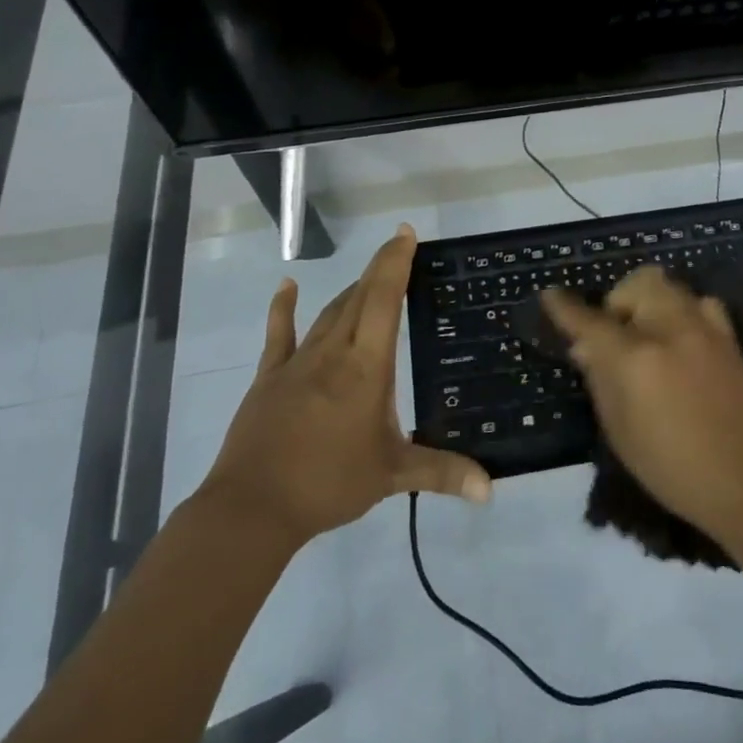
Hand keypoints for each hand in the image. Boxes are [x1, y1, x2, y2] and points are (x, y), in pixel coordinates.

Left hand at [196, 225, 491, 548]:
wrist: (252, 508)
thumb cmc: (328, 484)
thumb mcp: (392, 475)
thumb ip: (442, 473)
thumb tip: (490, 490)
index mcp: (366, 366)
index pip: (384, 300)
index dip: (395, 263)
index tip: (405, 234)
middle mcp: (333, 351)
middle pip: (359, 296)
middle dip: (380, 267)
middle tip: (398, 246)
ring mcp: (298, 361)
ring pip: (329, 312)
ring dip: (351, 290)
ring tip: (369, 276)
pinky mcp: (270, 376)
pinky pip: (280, 333)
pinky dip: (284, 308)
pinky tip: (288, 286)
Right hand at [543, 267, 742, 542]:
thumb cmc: (672, 468)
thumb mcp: (620, 432)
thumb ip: (600, 380)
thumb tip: (586, 347)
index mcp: (636, 358)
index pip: (591, 320)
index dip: (565, 307)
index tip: (550, 295)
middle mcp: (670, 329)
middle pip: (636, 284)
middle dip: (617, 301)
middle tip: (614, 336)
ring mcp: (704, 328)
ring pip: (668, 286)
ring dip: (648, 301)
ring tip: (647, 335)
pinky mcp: (729, 336)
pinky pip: (698, 302)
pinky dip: (681, 310)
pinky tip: (680, 340)